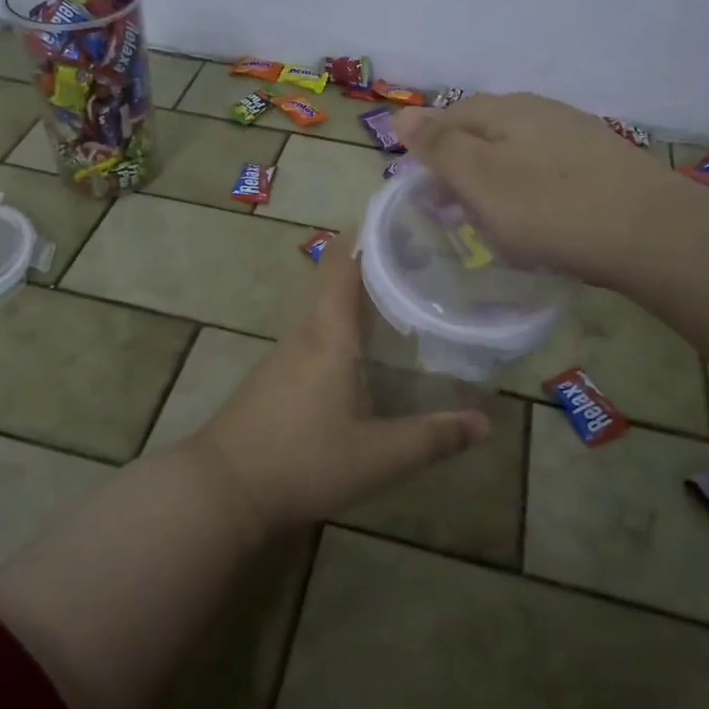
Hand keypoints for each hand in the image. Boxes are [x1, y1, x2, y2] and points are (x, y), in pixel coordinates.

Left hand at [195, 236, 490, 532]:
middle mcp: (305, 332)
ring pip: (328, 312)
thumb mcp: (377, 457)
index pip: (343, 264)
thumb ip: (431, 439)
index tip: (402, 220)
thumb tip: (485, 423)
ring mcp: (285, 354)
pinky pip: (316, 337)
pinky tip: (365, 354)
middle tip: (425, 264)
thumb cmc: (302, 461)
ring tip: (405, 302)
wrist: (223, 488)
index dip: (367, 235)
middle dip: (378, 269)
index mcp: (329, 334)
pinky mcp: (275, 376)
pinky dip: (344, 329)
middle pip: (339, 283)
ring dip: (361, 301)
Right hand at [394, 93, 668, 288]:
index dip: (428, 151)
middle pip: (484, 133)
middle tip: (452, 213)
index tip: (422, 194)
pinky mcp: (603, 162)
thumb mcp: (480, 179)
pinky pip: (548, 171)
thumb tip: (401, 111)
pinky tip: (540, 220)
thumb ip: (439, 145)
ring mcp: (576, 134)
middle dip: (461, 169)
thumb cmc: (550, 208)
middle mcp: (540, 110)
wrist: (652, 234)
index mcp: (505, 110)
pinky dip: (530, 192)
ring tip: (492, 221)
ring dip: (495, 182)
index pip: (449, 117)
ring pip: (517, 153)